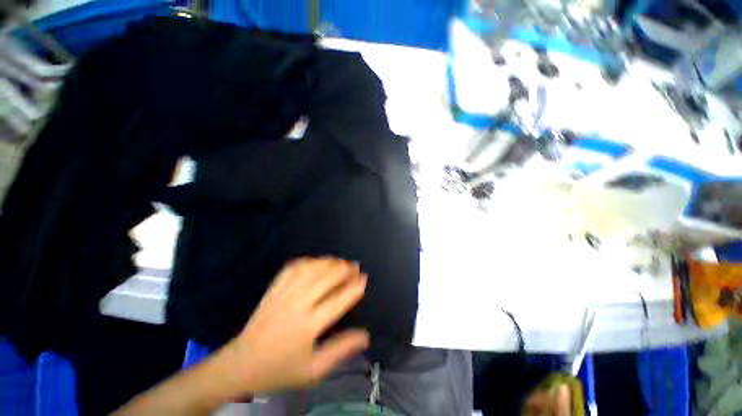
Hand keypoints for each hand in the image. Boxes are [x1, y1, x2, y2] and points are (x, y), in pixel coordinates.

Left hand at [223, 257, 369, 392]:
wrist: (241, 365)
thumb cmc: (280, 369)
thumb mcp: (314, 370)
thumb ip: (341, 351)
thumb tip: (365, 336)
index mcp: (307, 327)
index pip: (336, 301)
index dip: (353, 288)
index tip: (363, 278)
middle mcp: (295, 306)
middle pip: (323, 279)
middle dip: (342, 269)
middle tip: (354, 266)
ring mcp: (282, 295)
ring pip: (309, 270)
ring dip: (327, 262)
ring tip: (340, 261)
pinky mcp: (273, 290)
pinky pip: (292, 269)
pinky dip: (307, 261)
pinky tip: (316, 261)